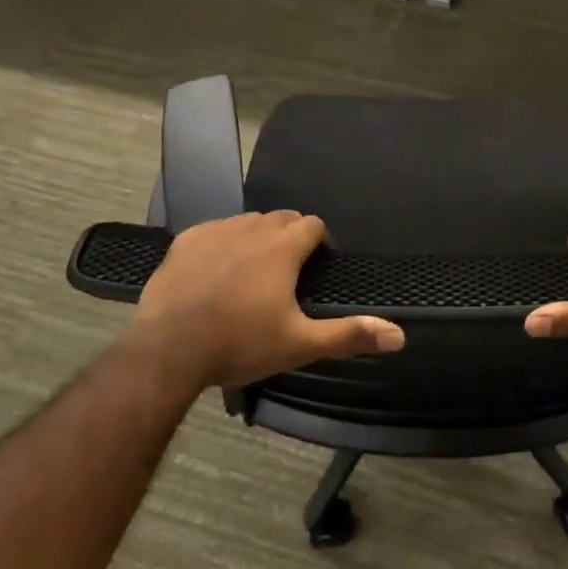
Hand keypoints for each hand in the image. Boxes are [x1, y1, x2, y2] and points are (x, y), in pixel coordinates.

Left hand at [127, 211, 405, 390]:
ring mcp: (216, 230)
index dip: (320, 241)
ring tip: (254, 271)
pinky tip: (216, 271)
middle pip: (282, 218)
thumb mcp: (299, 344)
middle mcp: (253, 227)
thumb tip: (399, 336)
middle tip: (289, 272)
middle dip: (291, 236)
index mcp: (283, 246)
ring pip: (248, 222)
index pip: (313, 224)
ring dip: (258, 237)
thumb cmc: (240, 344)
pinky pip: (215, 230)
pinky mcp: (186, 240)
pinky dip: (224, 243)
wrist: (168, 350)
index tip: (318, 265)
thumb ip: (349, 335)